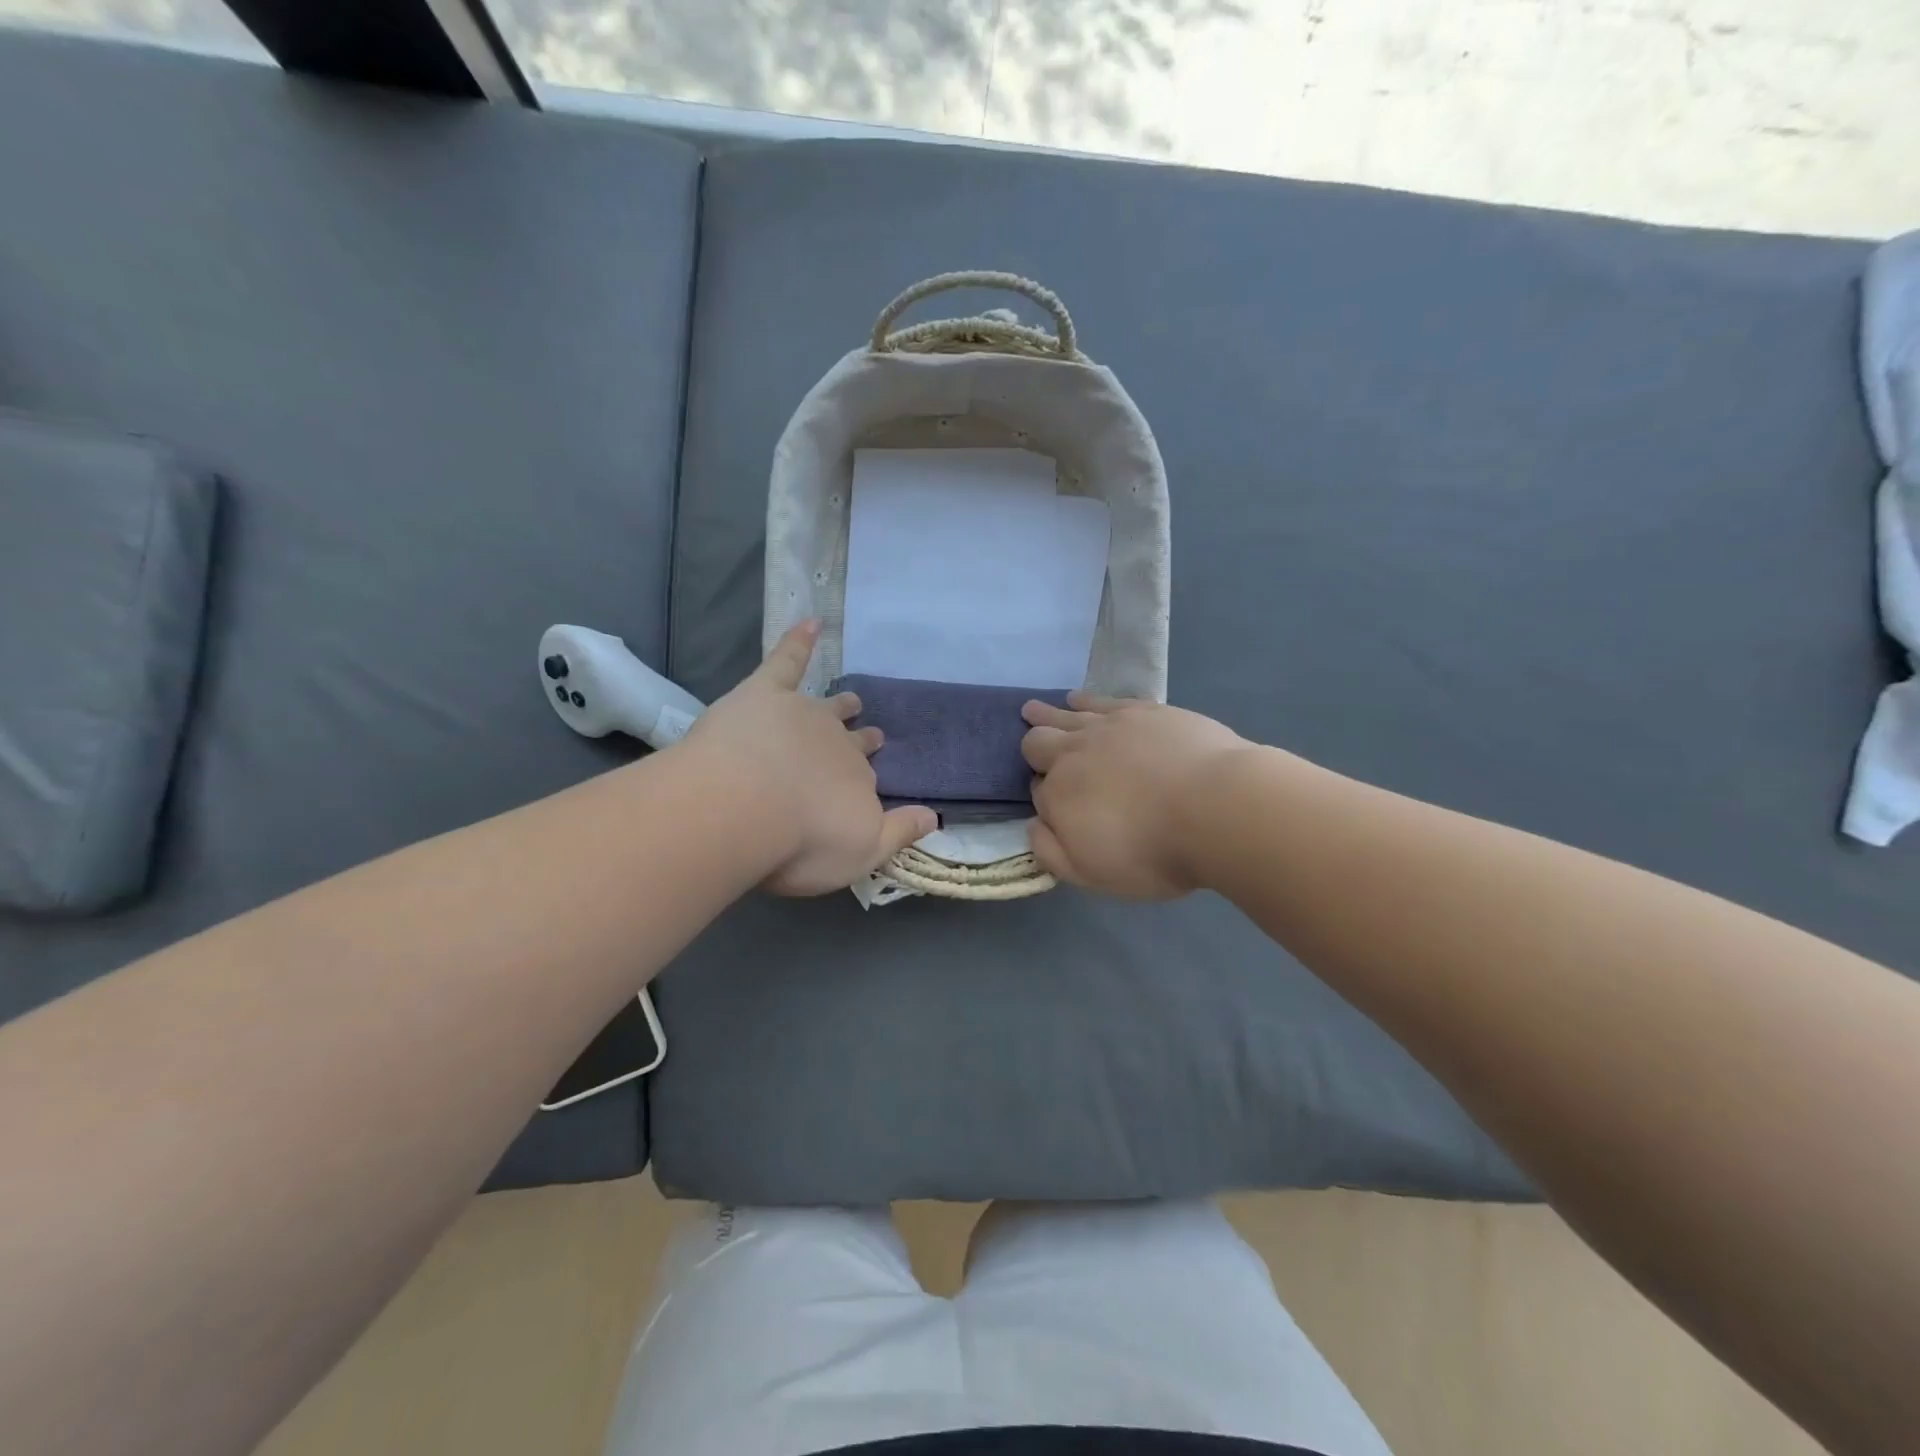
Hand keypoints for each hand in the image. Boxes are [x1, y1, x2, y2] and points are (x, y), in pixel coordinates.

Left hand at [683, 621, 934, 895]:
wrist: (743, 808)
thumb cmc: (801, 841)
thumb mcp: (862, 852)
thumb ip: (899, 833)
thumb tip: (936, 816)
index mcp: (857, 782)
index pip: (867, 780)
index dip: (866, 783)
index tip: (870, 783)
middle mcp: (837, 745)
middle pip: (852, 742)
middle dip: (862, 741)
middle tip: (873, 736)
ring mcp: (803, 714)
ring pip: (828, 706)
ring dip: (841, 703)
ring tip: (851, 699)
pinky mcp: (765, 693)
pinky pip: (787, 660)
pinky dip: (799, 641)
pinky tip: (810, 623)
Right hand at [1021, 694, 1253, 898]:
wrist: (1216, 808)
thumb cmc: (1152, 851)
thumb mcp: (1091, 873)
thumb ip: (1051, 851)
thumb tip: (1033, 825)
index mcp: (1058, 794)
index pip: (1038, 790)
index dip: (1042, 794)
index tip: (1052, 803)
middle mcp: (1075, 753)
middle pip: (1041, 742)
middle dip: (1032, 743)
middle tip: (1028, 740)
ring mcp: (1111, 726)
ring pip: (1068, 715)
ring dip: (1049, 714)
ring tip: (1034, 709)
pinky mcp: (1145, 711)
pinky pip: (1105, 700)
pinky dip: (1086, 700)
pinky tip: (1080, 699)